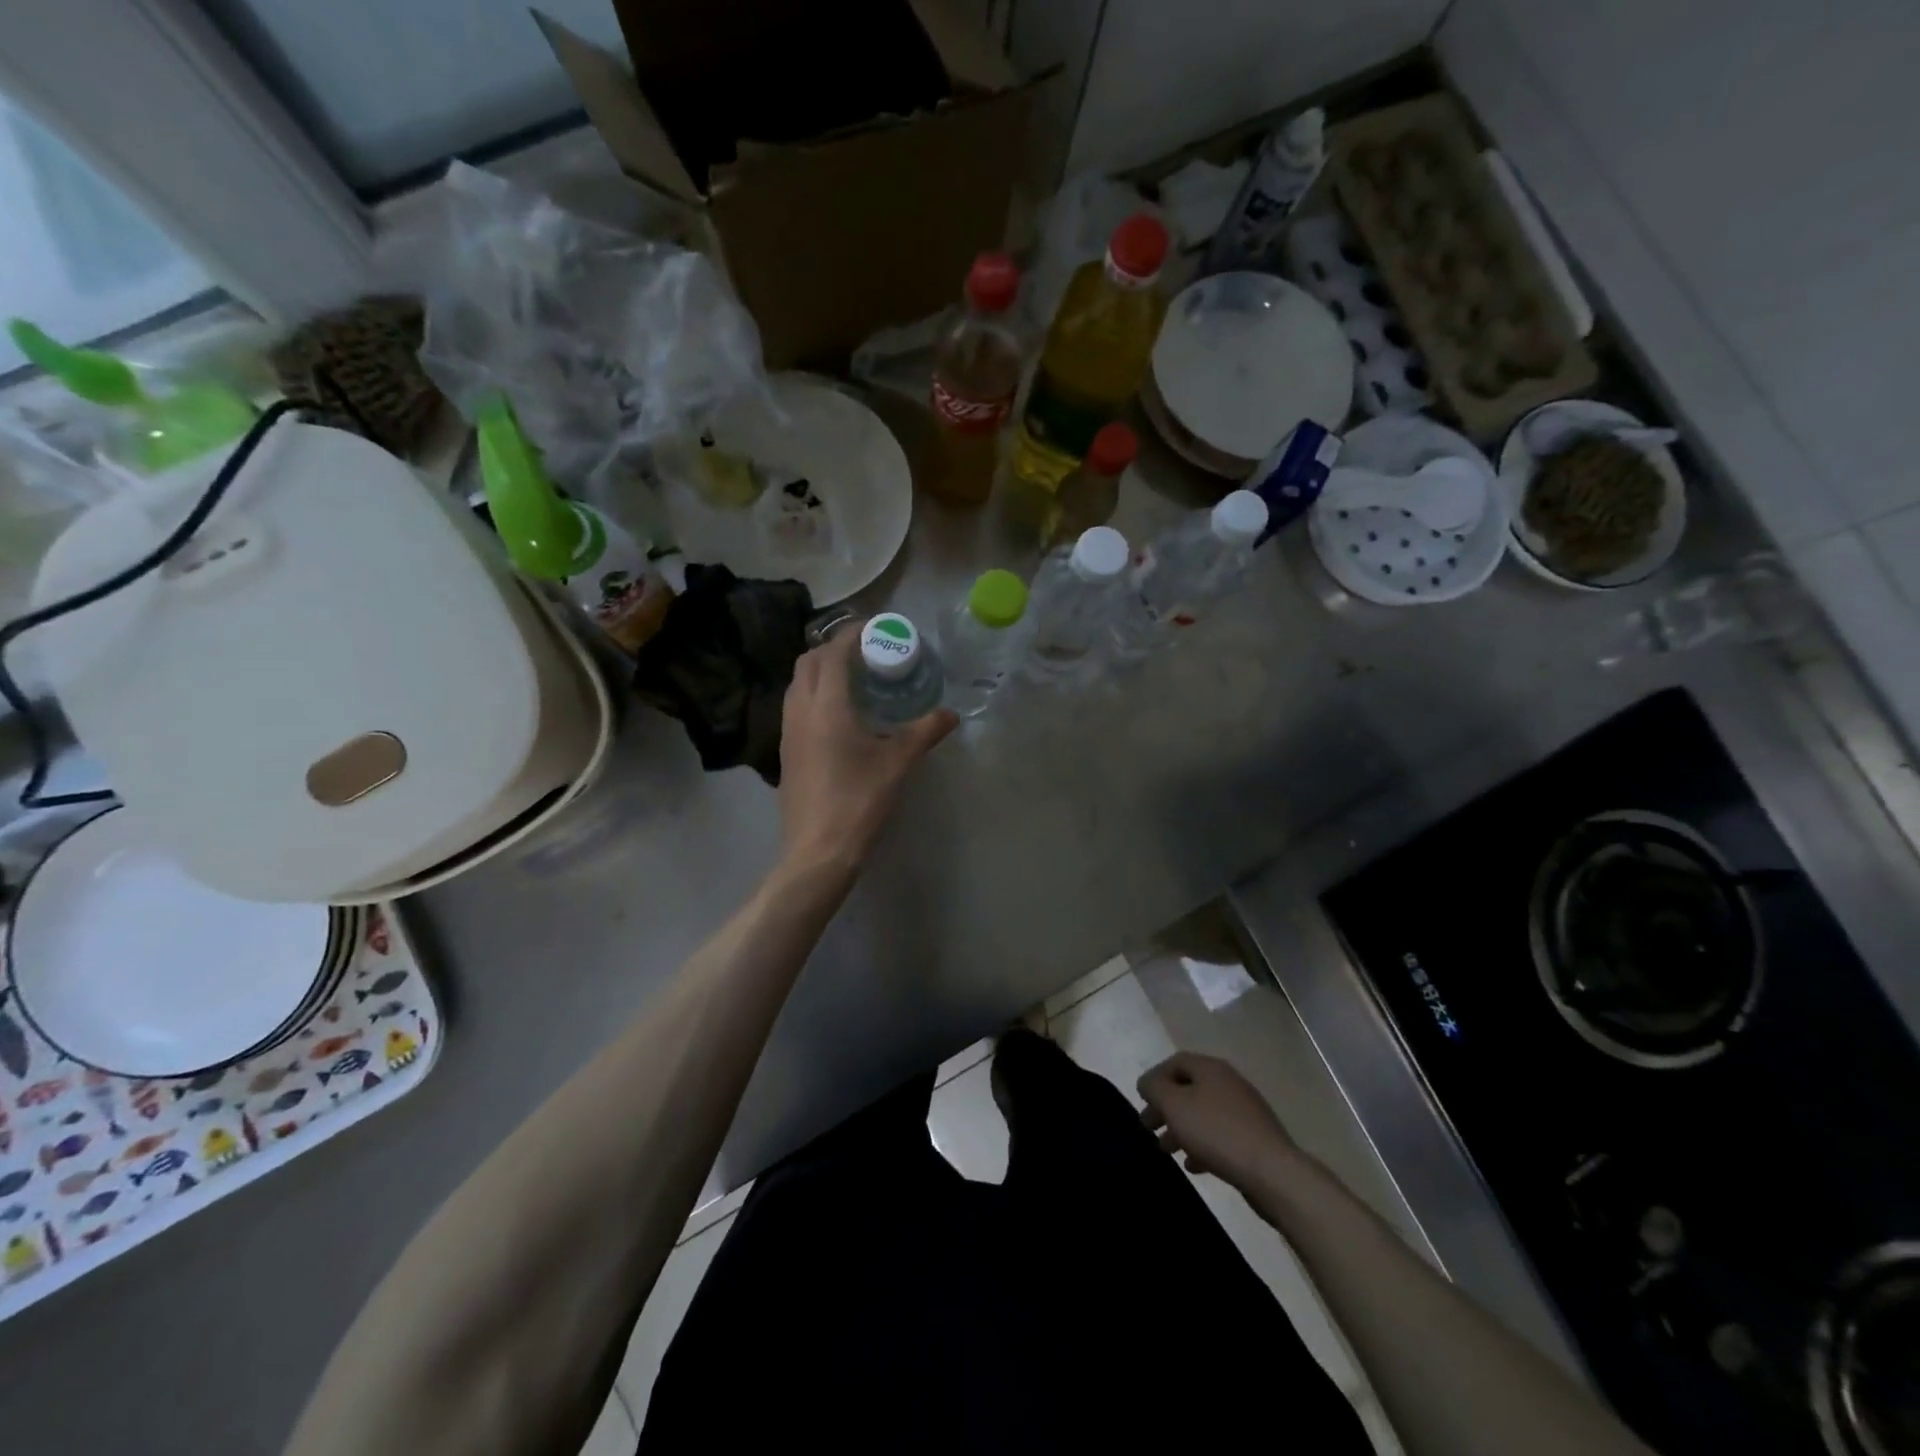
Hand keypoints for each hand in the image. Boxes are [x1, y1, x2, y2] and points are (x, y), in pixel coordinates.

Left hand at [777, 629, 955, 872]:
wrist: (817, 851)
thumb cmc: (859, 801)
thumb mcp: (898, 763)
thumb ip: (925, 732)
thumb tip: (951, 714)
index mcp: (826, 706)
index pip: (833, 653)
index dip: (852, 635)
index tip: (875, 629)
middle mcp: (800, 710)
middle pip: (809, 662)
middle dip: (834, 648)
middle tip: (867, 653)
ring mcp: (787, 732)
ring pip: (798, 684)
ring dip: (821, 671)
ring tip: (854, 680)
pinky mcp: (786, 752)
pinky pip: (796, 706)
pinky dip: (814, 695)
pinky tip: (840, 715)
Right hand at [1138, 1052, 1299, 1190]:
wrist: (1272, 1172)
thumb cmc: (1216, 1132)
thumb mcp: (1174, 1105)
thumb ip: (1154, 1088)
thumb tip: (1147, 1083)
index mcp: (1211, 1068)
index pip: (1175, 1062)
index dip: (1155, 1077)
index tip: (1141, 1099)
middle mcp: (1229, 1083)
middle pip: (1189, 1088)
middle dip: (1165, 1107)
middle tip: (1148, 1126)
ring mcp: (1244, 1111)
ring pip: (1203, 1113)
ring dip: (1181, 1128)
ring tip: (1166, 1149)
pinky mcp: (1254, 1138)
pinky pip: (1220, 1135)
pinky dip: (1202, 1145)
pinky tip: (1193, 1165)